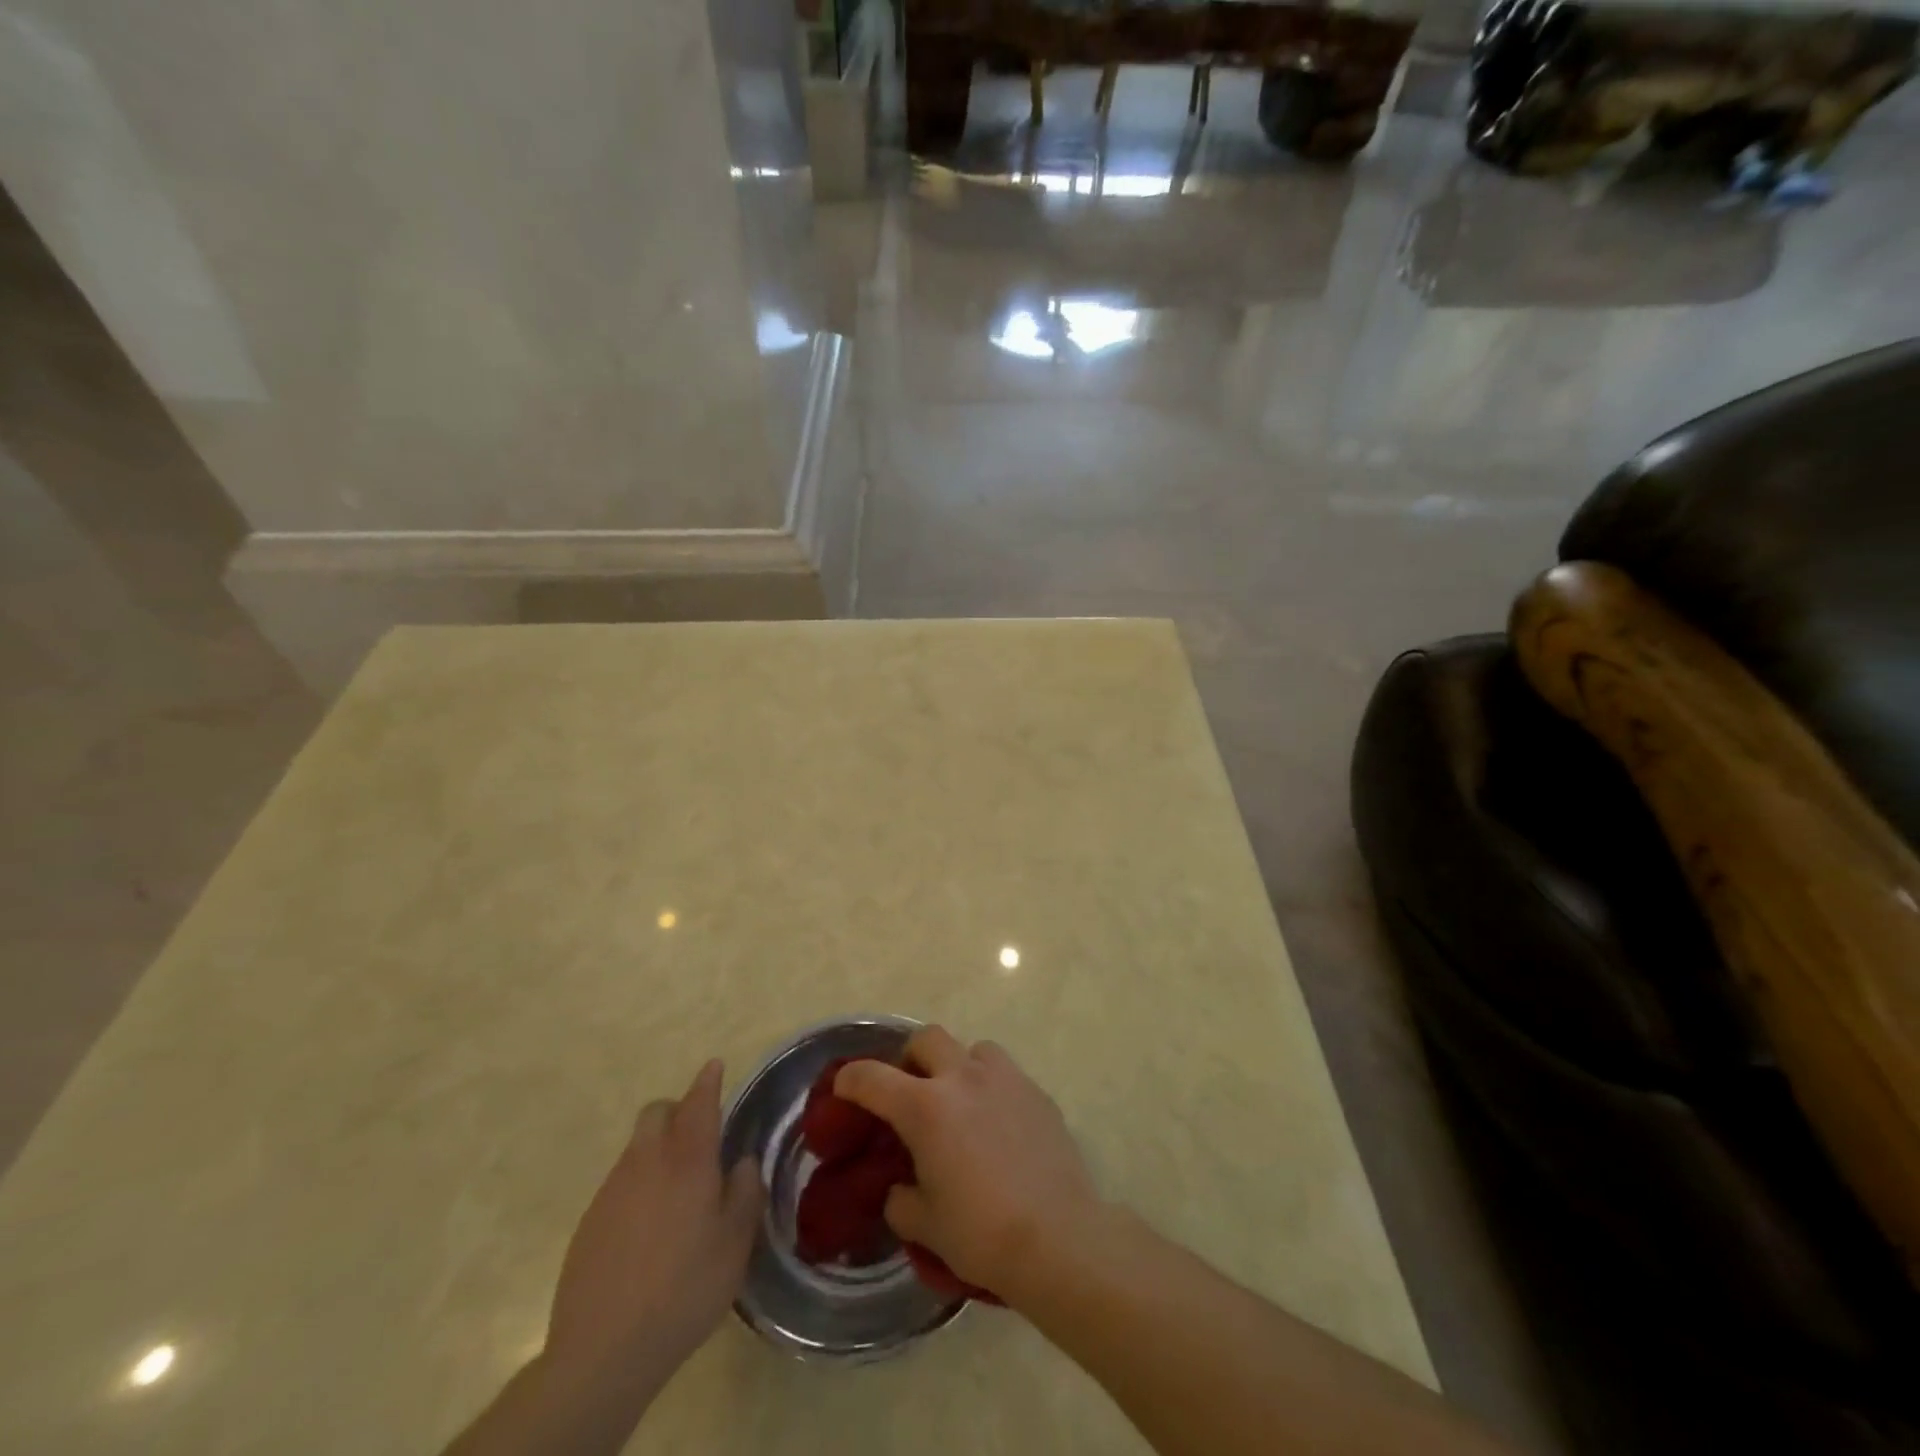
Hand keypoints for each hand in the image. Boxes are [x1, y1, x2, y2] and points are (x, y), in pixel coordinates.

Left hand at [544, 1060, 762, 1395]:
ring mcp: (612, 1189)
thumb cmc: (685, 1289)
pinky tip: (648, 1227)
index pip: (699, 1102)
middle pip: (657, 1112)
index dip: (708, 1081)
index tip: (715, 1065)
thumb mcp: (736, 1243)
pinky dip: (638, 1184)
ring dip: (658, 1148)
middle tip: (699, 1137)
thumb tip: (743, 1161)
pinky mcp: (590, 1220)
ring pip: (637, 1146)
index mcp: (688, 1160)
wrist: (603, 1351)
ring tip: (677, 1190)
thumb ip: (745, 1192)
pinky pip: (620, 1182)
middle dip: (678, 1110)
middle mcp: (647, 1161)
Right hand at [834, 1027, 1101, 1303]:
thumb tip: (901, 1188)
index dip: (850, 1079)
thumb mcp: (925, 1225)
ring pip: (973, 1049)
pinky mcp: (1037, 1092)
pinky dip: (992, 1089)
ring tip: (960, 1103)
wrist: (1058, 1237)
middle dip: (910, 1058)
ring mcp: (1005, 1080)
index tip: (843, 1087)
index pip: (873, 1077)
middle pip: (927, 1038)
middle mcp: (963, 1078)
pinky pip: (1006, 1075)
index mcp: (926, 1107)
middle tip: (910, 1091)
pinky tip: (998, 1126)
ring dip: (958, 1067)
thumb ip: (902, 1199)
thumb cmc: (981, 1233)